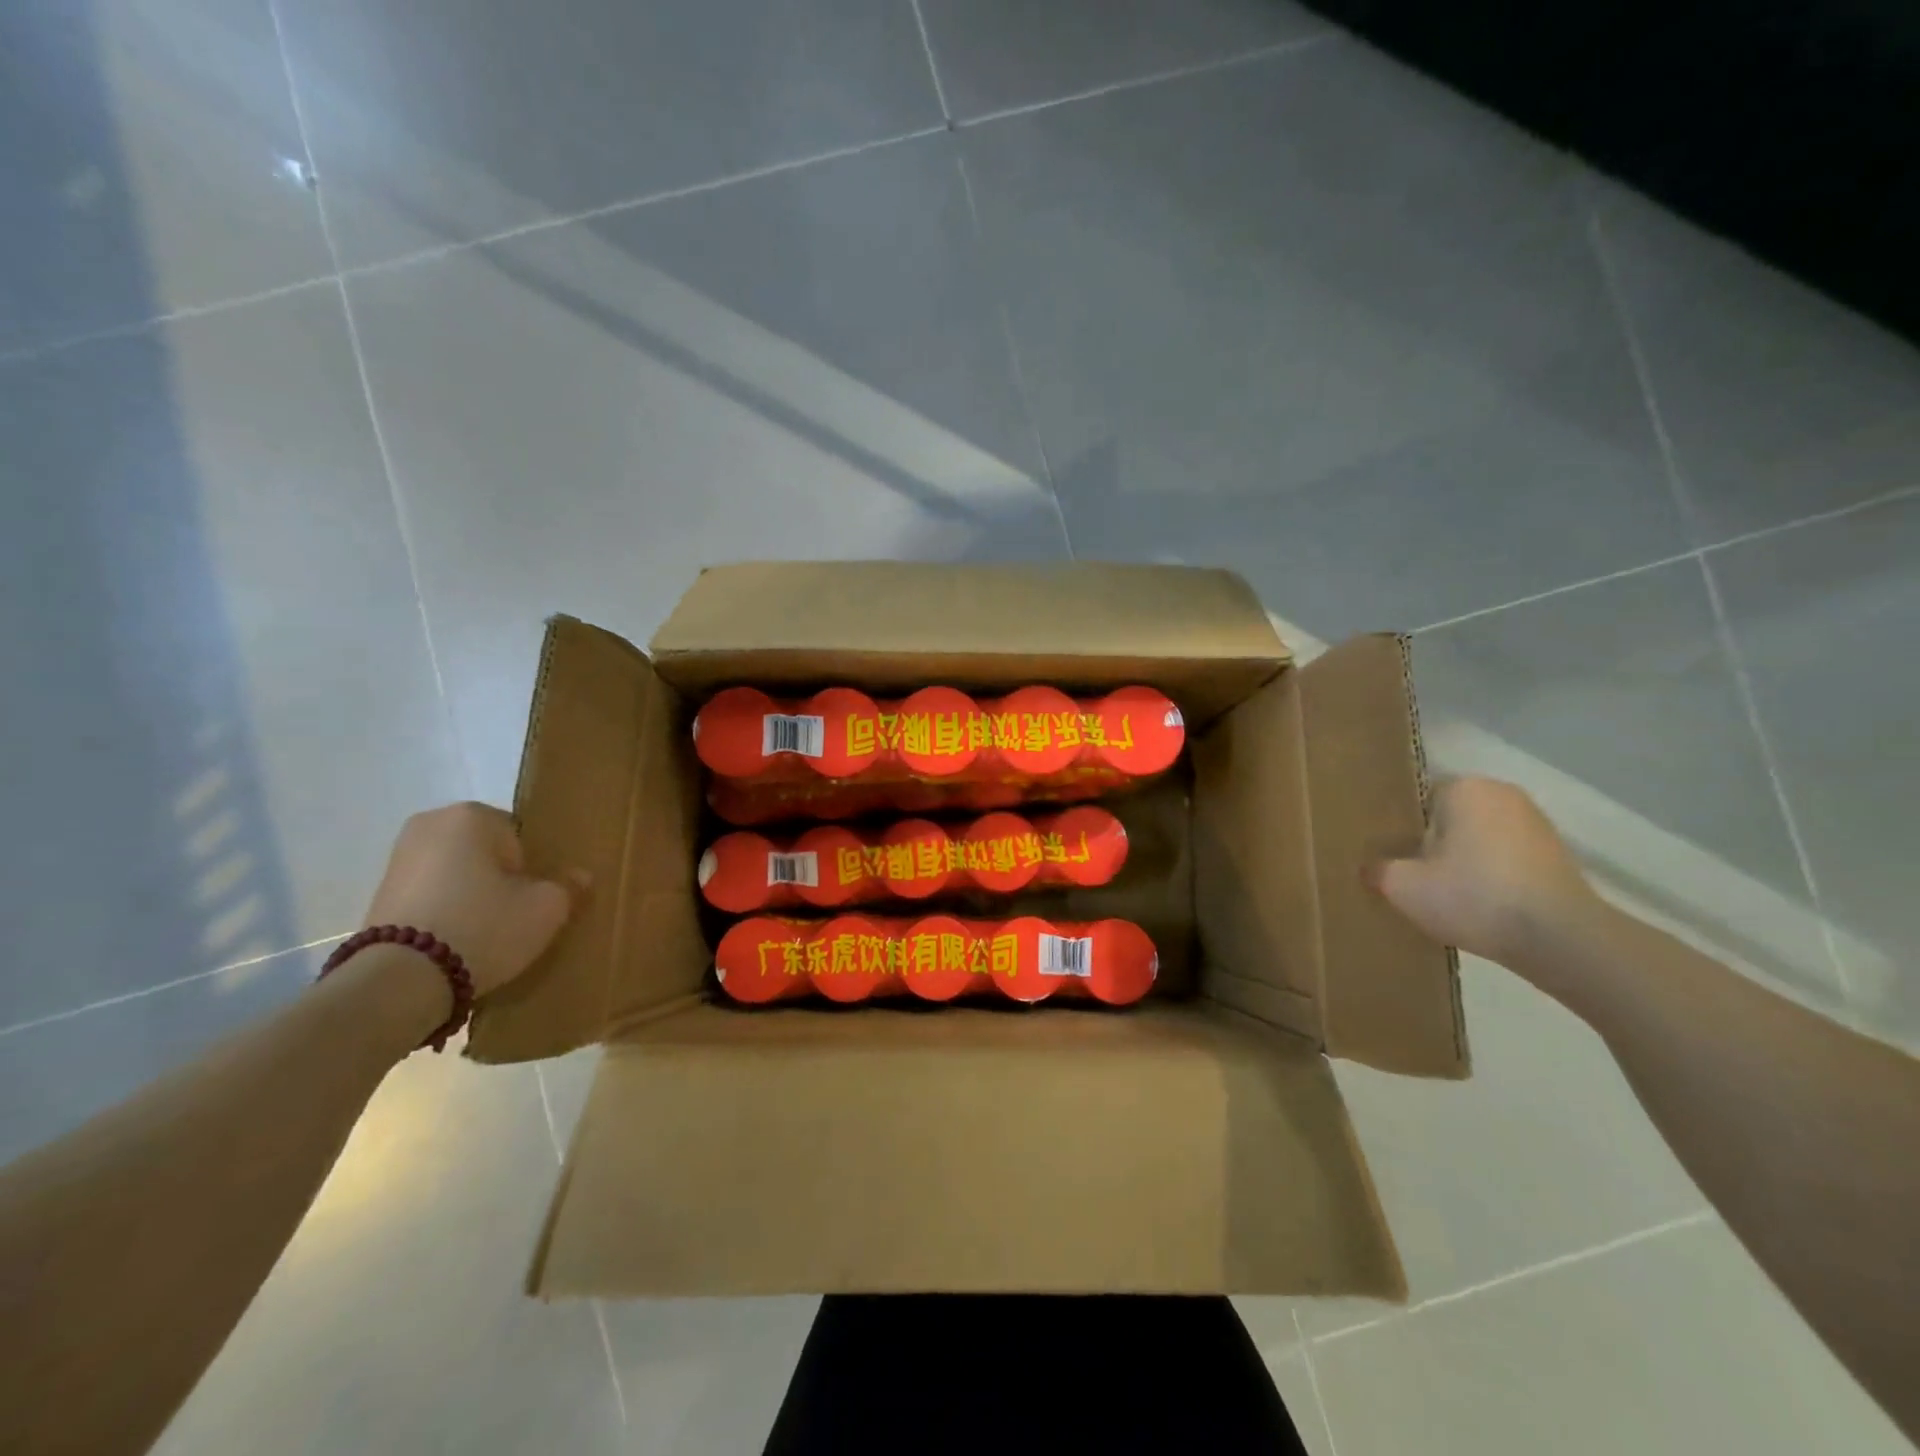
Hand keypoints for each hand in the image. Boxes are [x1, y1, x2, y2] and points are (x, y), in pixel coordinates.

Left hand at [363, 802, 587, 996]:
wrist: (399, 981)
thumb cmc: (483, 926)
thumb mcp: (547, 908)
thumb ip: (569, 886)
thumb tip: (579, 876)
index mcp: (471, 815)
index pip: (521, 836)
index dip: (534, 870)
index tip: (534, 899)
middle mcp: (429, 825)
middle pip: (487, 853)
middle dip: (501, 879)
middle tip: (515, 916)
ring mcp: (398, 859)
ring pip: (458, 874)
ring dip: (473, 897)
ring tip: (485, 935)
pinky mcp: (378, 895)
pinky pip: (432, 895)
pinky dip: (446, 912)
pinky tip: (455, 943)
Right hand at [1366, 777, 1597, 966]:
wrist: (1560, 939)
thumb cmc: (1473, 896)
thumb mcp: (1402, 887)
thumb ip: (1379, 870)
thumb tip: (1372, 869)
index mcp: (1464, 788)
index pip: (1418, 800)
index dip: (1402, 831)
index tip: (1393, 858)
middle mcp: (1502, 793)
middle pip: (1450, 819)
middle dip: (1434, 845)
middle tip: (1414, 877)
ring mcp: (1536, 824)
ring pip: (1480, 839)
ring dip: (1464, 861)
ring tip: (1447, 896)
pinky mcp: (1558, 856)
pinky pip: (1506, 859)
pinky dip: (1492, 876)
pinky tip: (1481, 906)